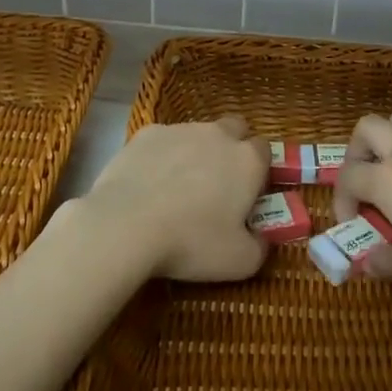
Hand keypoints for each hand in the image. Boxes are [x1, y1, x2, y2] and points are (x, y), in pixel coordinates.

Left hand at [77, 115, 269, 282]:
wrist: (126, 225)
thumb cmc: (191, 243)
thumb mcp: (239, 261)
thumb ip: (260, 247)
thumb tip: (261, 239)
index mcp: (247, 160)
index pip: (265, 150)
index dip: (259, 170)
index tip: (249, 192)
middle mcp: (218, 135)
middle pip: (235, 129)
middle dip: (232, 147)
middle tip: (219, 182)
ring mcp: (180, 130)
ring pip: (197, 133)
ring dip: (196, 151)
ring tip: (178, 187)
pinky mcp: (146, 133)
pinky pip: (162, 140)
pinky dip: (161, 156)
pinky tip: (149, 183)